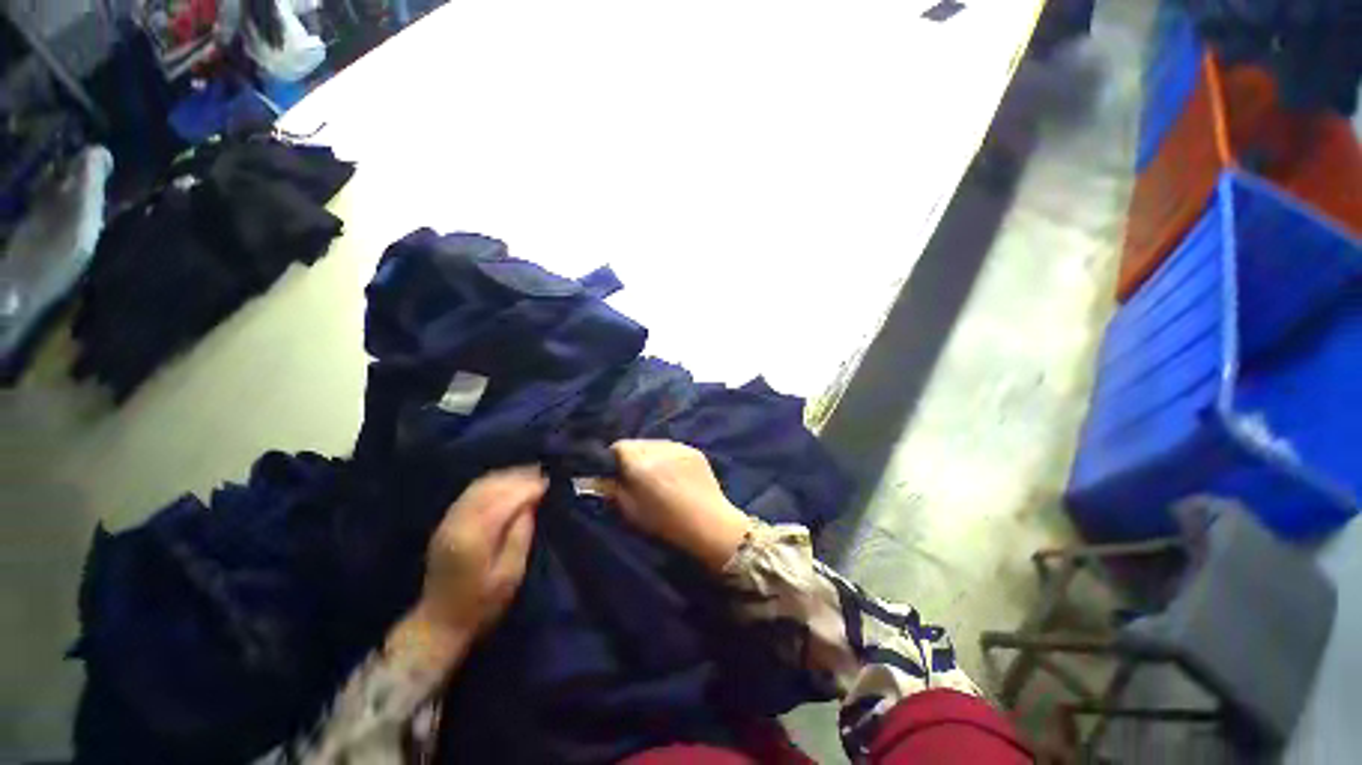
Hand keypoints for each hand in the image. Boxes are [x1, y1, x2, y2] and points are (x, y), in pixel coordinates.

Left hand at [392, 466, 547, 668]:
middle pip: (491, 488)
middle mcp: (458, 522)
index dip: (528, 488)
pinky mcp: (446, 521)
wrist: (439, 622)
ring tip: (529, 475)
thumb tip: (530, 504)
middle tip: (543, 475)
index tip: (548, 483)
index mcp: (474, 537)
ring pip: (480, 486)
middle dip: (518, 478)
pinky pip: (472, 491)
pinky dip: (493, 482)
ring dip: (506, 477)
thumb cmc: (482, 603)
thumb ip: (520, 535)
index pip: (505, 500)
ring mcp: (448, 520)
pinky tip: (507, 483)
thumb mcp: (510, 574)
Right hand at [607, 440, 751, 570]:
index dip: (613, 460)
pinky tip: (675, 475)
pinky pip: (673, 448)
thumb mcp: (629, 510)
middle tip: (636, 477)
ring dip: (651, 455)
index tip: (615, 475)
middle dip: (632, 457)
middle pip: (636, 443)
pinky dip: (668, 457)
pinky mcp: (694, 450)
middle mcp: (658, 447)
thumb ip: (609, 489)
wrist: (709, 524)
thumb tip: (594, 477)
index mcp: (639, 461)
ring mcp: (678, 446)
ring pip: (655, 444)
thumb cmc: (664, 522)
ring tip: (657, 476)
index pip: (617, 447)